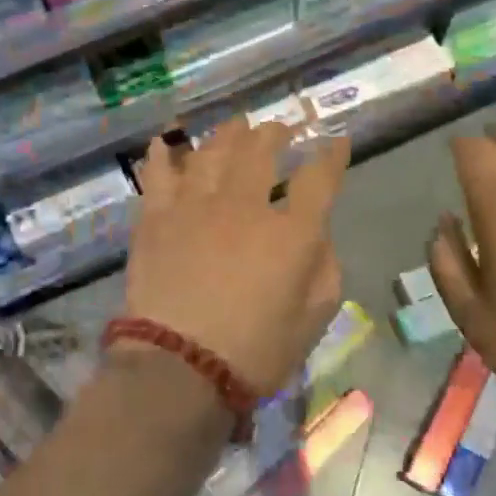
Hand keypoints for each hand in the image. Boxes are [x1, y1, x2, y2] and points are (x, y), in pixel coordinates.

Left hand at [121, 120, 349, 396]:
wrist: (179, 369)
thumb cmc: (255, 352)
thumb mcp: (313, 319)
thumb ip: (324, 268)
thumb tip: (317, 235)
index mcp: (291, 233)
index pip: (319, 178)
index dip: (332, 156)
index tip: (338, 141)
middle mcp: (244, 206)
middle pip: (261, 151)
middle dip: (275, 134)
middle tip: (279, 130)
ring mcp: (196, 206)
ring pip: (212, 152)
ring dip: (228, 135)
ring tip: (235, 127)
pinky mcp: (157, 217)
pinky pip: (159, 174)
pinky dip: (162, 155)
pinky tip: (164, 142)